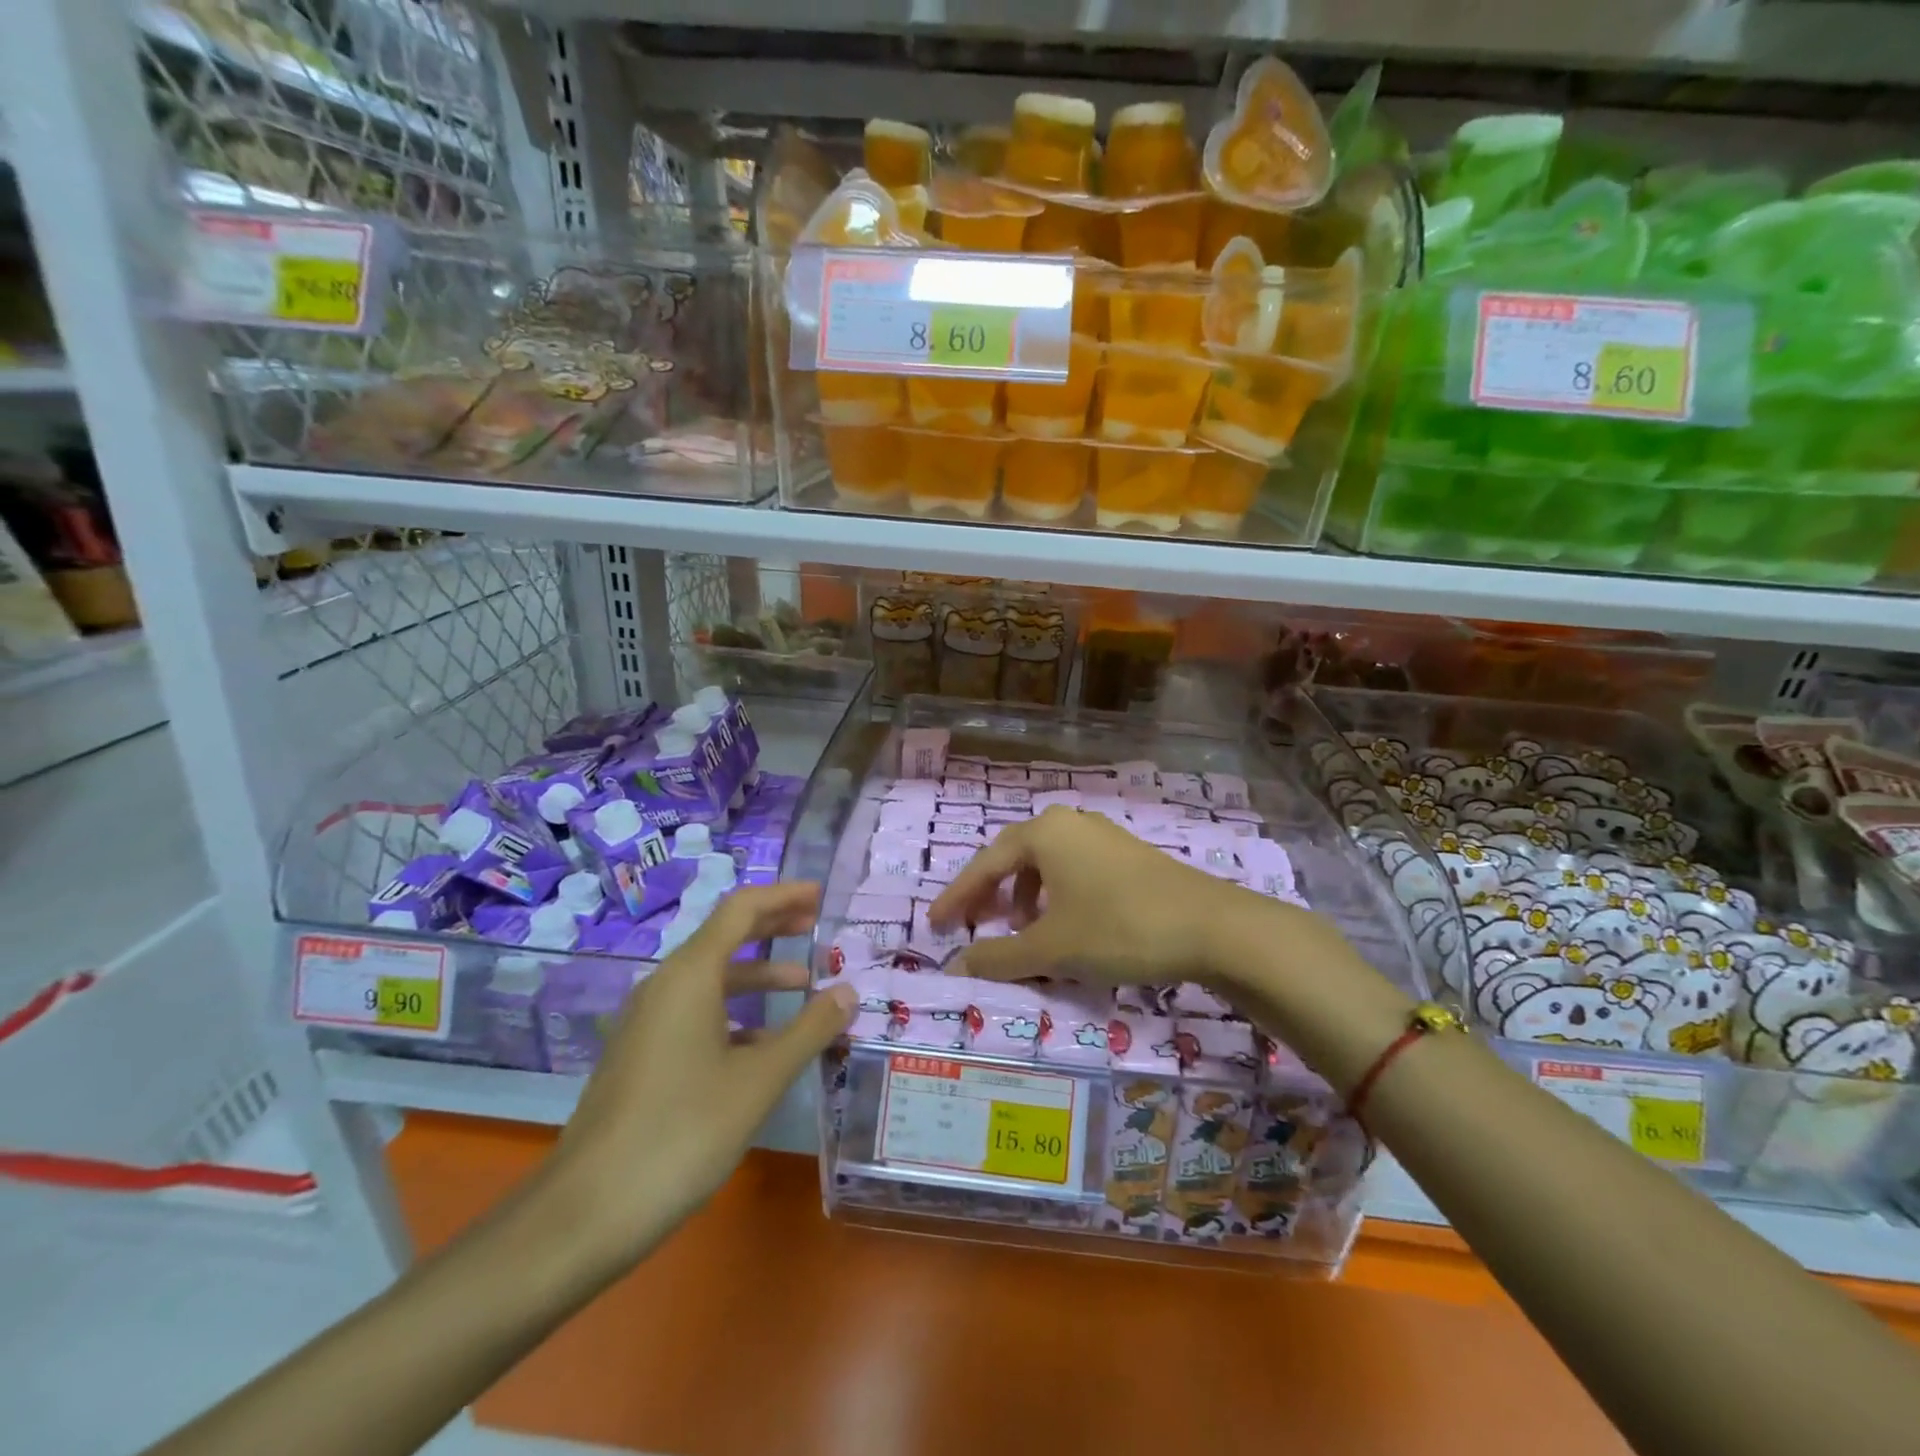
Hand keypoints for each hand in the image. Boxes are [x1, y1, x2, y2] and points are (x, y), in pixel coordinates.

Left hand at [545, 882, 854, 1270]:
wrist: (584, 1213)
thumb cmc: (681, 1133)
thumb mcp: (759, 1081)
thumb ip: (809, 1030)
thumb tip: (849, 992)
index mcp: (689, 976)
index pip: (741, 910)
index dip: (783, 896)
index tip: (821, 894)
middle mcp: (665, 986)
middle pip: (725, 936)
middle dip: (773, 927)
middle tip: (817, 926)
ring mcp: (648, 1022)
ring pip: (711, 979)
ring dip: (758, 975)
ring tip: (804, 986)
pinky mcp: (642, 1055)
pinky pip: (696, 1012)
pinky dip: (736, 1012)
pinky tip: (764, 1045)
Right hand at [928, 806, 1285, 989]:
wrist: (1213, 927)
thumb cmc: (1119, 928)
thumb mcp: (1052, 948)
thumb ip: (998, 957)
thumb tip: (953, 967)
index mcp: (1044, 832)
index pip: (984, 864)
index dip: (957, 897)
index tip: (936, 926)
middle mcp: (1070, 822)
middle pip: (1013, 857)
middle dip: (989, 894)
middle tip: (971, 927)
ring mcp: (1102, 835)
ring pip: (1046, 863)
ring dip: (1023, 896)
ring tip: (1019, 931)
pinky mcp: (1127, 854)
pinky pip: (1073, 869)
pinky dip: (1055, 895)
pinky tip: (1064, 925)